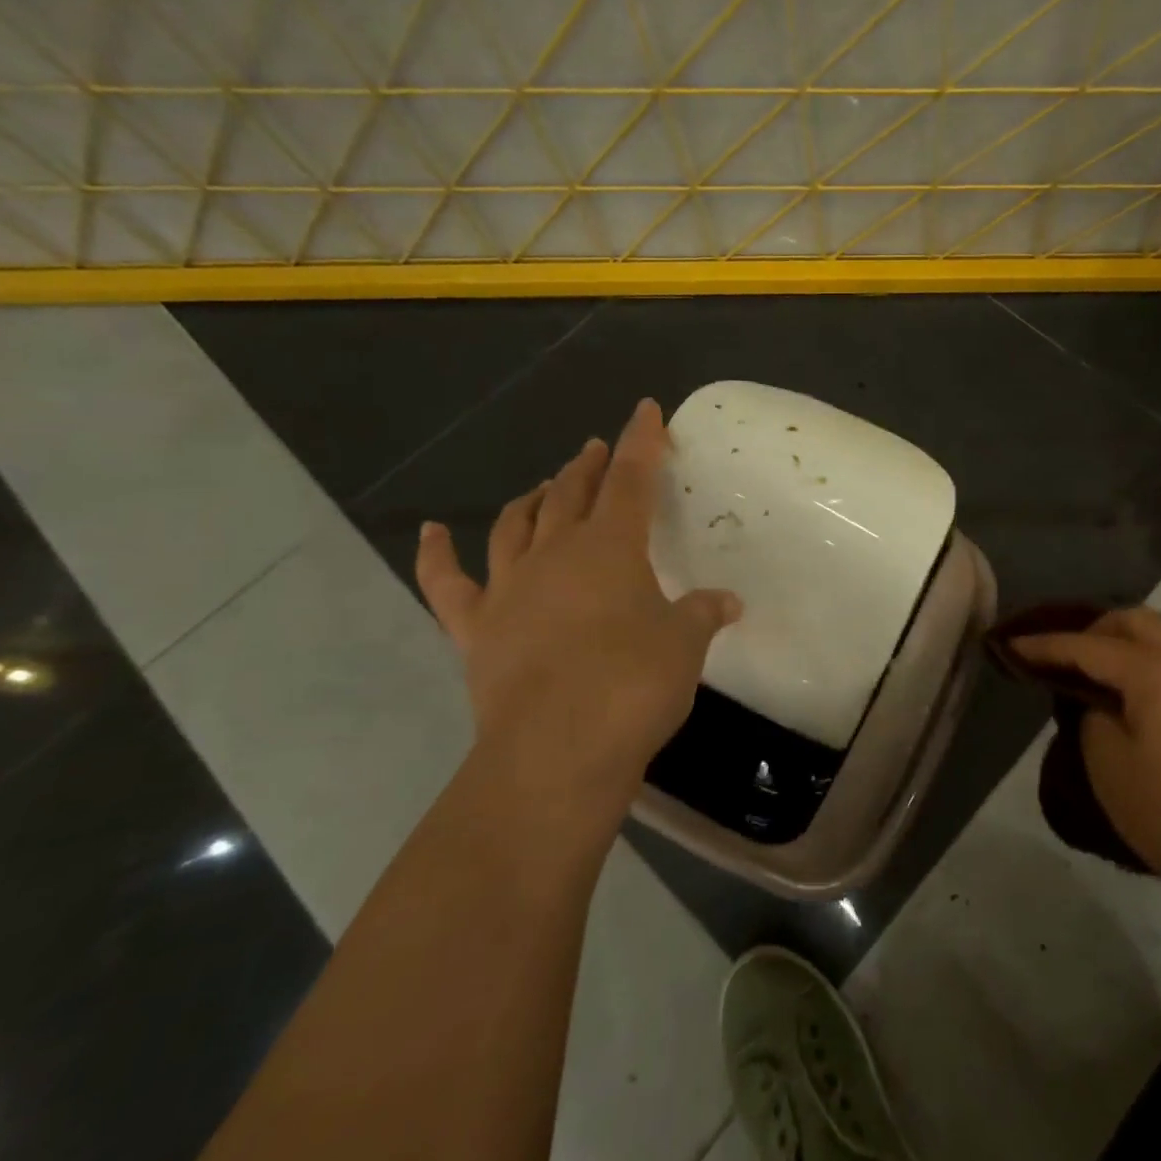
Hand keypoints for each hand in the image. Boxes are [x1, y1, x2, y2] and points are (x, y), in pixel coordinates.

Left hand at [415, 399, 741, 826]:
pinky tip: (432, 532)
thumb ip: (703, 614)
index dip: (642, 442)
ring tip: (545, 484)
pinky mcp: (475, 627)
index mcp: (612, 547)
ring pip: (516, 524)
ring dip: (533, 498)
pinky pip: (447, 582)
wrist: (556, 750)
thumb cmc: (632, 685)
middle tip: (595, 449)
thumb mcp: (684, 645)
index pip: (632, 478)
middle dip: (588, 466)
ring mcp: (509, 588)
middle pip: (572, 493)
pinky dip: (435, 554)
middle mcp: (557, 553)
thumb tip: (728, 602)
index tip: (645, 410)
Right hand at [1012, 608, 1160, 906]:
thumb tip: (1105, 703)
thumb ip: (1094, 716)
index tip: (1013, 644)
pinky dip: (1159, 660)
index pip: (1088, 646)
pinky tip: (1148, 696)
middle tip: (1065, 656)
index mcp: (1156, 670)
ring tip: (1105, 673)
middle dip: (1094, 630)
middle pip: (1135, 621)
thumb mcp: (1109, 766)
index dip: (1046, 645)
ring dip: (1130, 642)